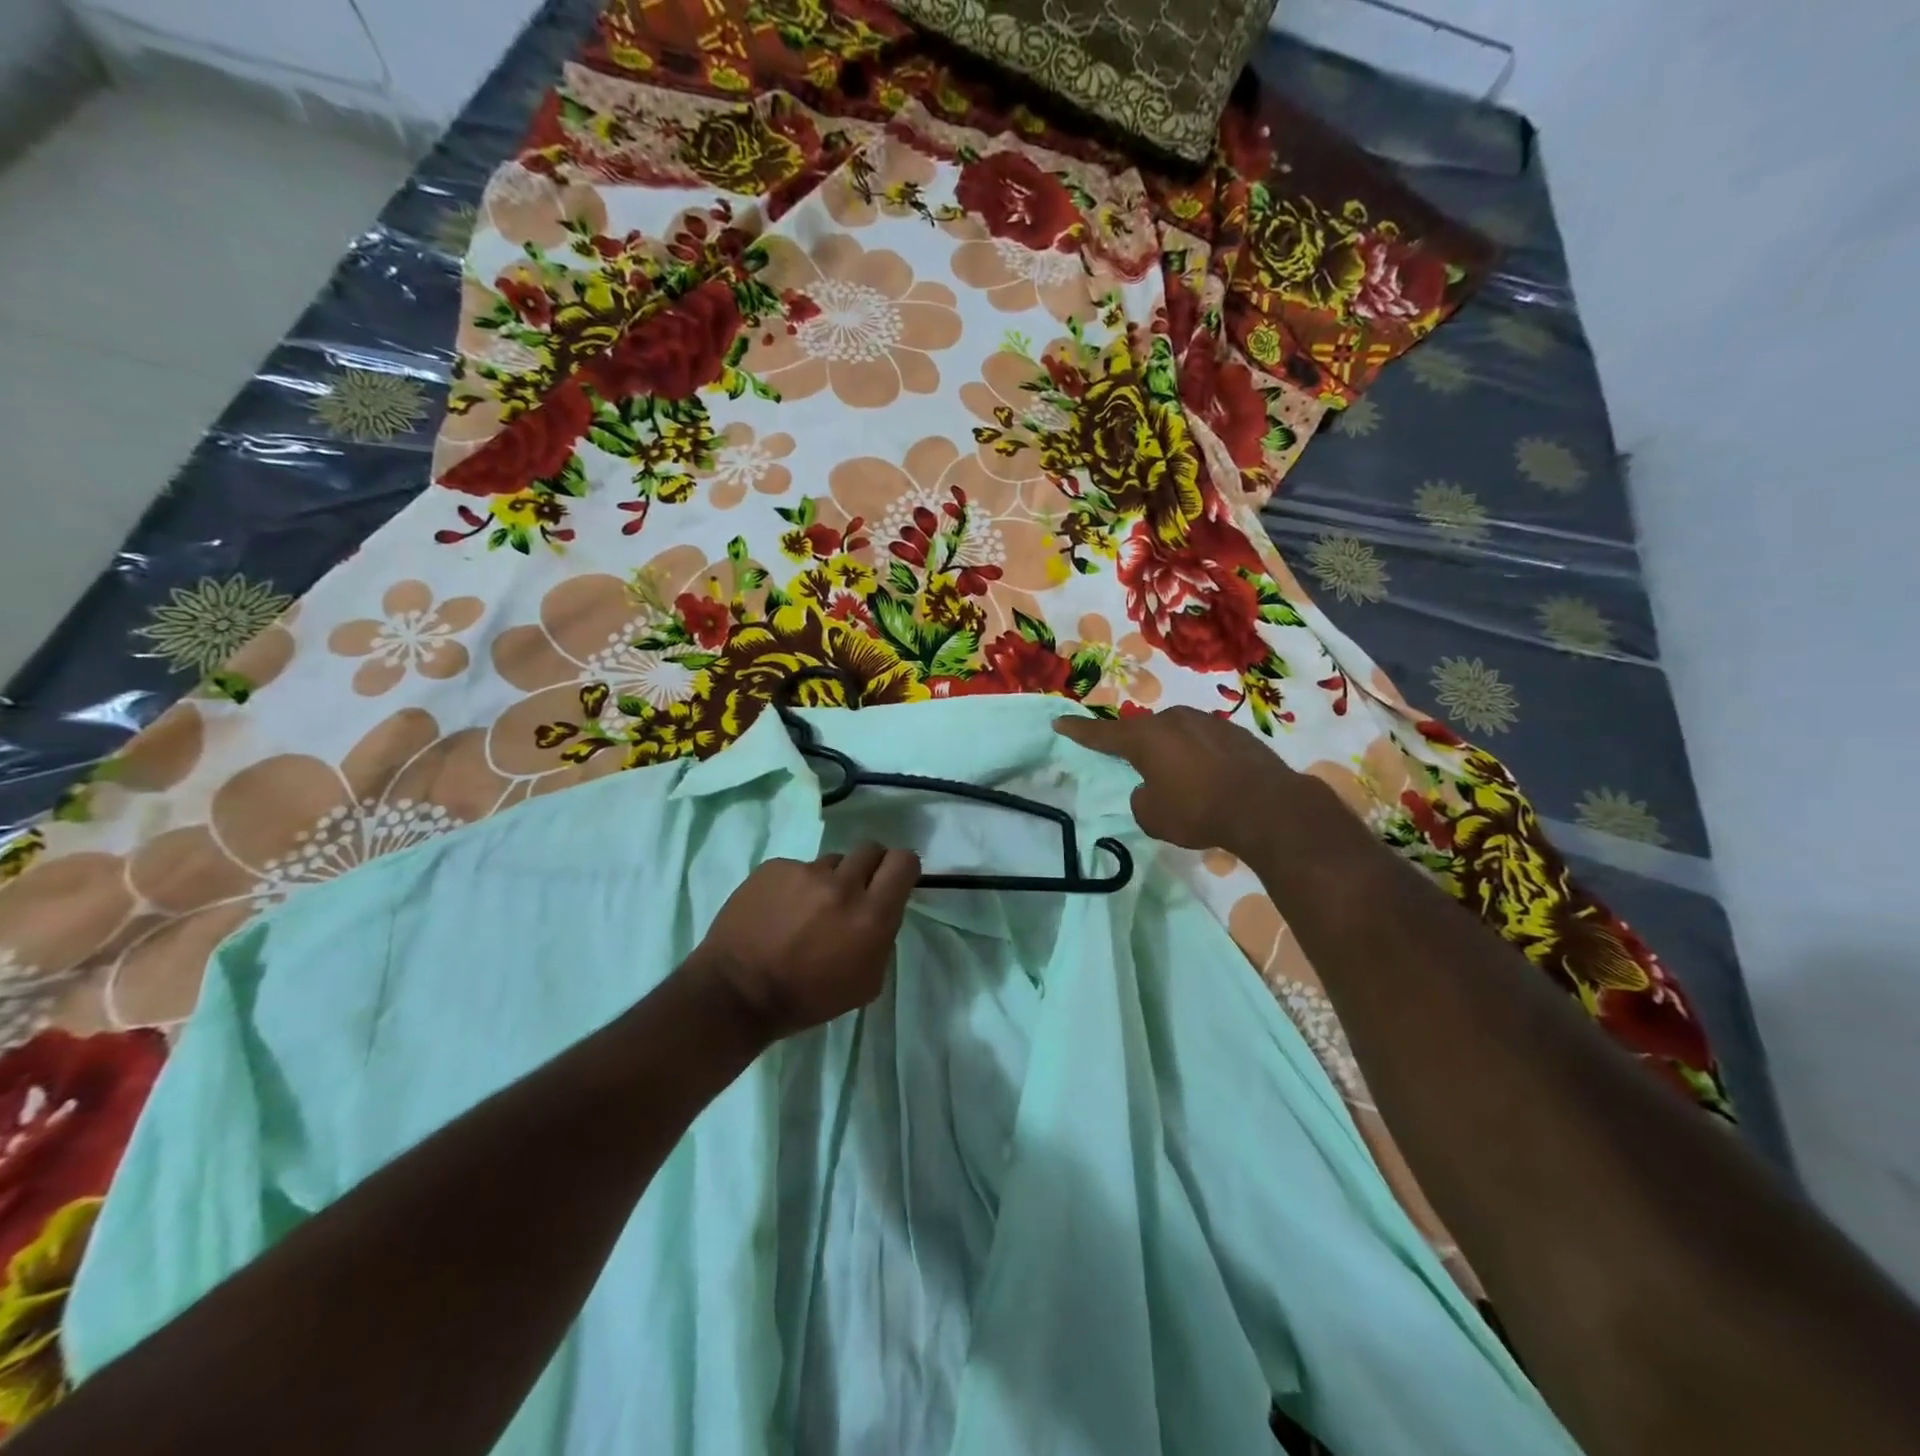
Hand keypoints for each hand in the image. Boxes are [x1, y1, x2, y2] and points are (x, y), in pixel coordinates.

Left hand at [693, 842, 920, 1041]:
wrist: (736, 993)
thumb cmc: (807, 998)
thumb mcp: (866, 983)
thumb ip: (882, 938)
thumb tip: (881, 911)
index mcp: (871, 915)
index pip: (904, 862)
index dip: (902, 869)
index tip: (892, 882)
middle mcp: (843, 885)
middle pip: (871, 850)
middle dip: (868, 868)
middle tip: (853, 893)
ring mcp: (805, 872)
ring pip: (832, 861)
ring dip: (829, 880)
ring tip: (807, 909)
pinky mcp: (774, 867)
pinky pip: (797, 867)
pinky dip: (794, 885)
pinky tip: (779, 911)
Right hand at [1055, 707, 1323, 859]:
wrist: (1267, 807)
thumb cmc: (1199, 811)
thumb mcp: (1153, 817)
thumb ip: (1141, 799)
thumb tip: (1150, 789)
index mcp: (1145, 738)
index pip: (1102, 734)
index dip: (1079, 730)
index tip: (1059, 721)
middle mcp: (1173, 720)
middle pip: (1144, 731)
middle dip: (1136, 746)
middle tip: (1134, 766)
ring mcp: (1207, 722)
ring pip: (1176, 735)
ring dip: (1171, 752)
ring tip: (1178, 779)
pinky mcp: (1235, 733)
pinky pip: (1203, 742)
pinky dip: (1198, 758)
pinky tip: (1209, 779)